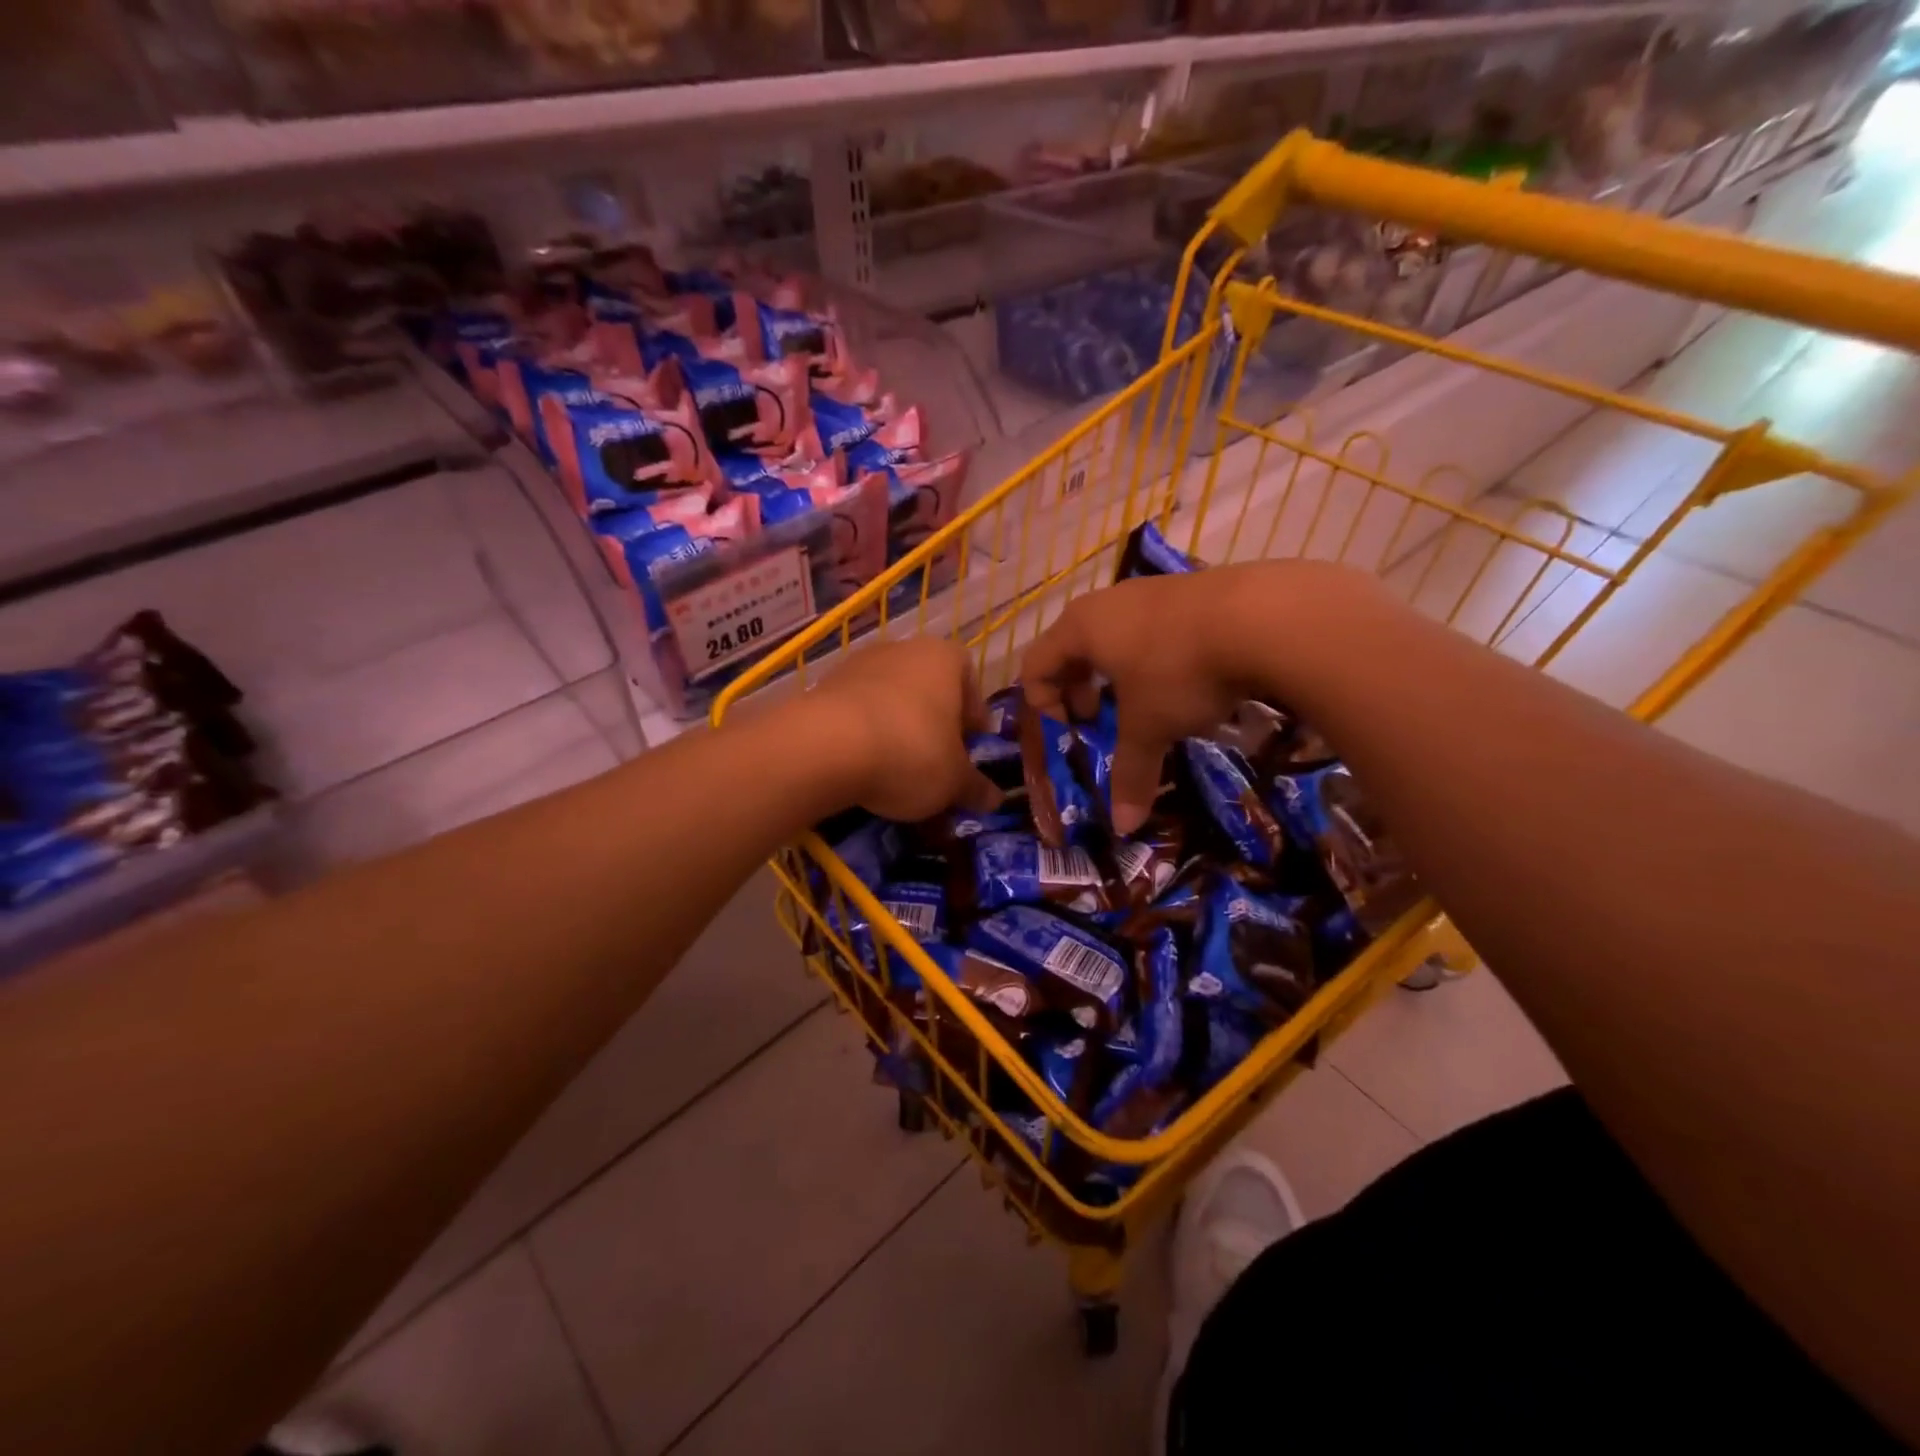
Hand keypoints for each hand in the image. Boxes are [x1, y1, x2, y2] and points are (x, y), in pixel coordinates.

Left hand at [805, 638, 1002, 822]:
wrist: (825, 746)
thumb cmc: (910, 752)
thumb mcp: (953, 781)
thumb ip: (975, 787)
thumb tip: (994, 799)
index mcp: (945, 659)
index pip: (971, 682)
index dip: (974, 718)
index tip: (972, 747)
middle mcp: (903, 650)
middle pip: (929, 689)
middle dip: (935, 724)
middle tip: (938, 762)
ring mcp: (859, 664)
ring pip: (891, 700)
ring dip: (898, 729)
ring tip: (898, 771)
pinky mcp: (824, 686)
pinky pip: (857, 712)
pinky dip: (865, 735)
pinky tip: (863, 767)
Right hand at [1020, 560, 1378, 832]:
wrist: (1264, 615)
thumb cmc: (1180, 672)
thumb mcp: (1151, 728)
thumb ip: (1131, 774)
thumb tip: (1124, 826)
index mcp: (1081, 629)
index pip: (1036, 665)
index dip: (1044, 703)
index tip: (1074, 730)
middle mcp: (1107, 602)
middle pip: (1071, 644)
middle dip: (1078, 686)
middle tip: (1098, 715)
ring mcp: (1151, 590)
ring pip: (1115, 632)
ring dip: (1117, 669)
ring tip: (1145, 700)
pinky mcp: (1191, 589)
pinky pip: (1152, 625)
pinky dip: (1153, 654)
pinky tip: (1186, 677)